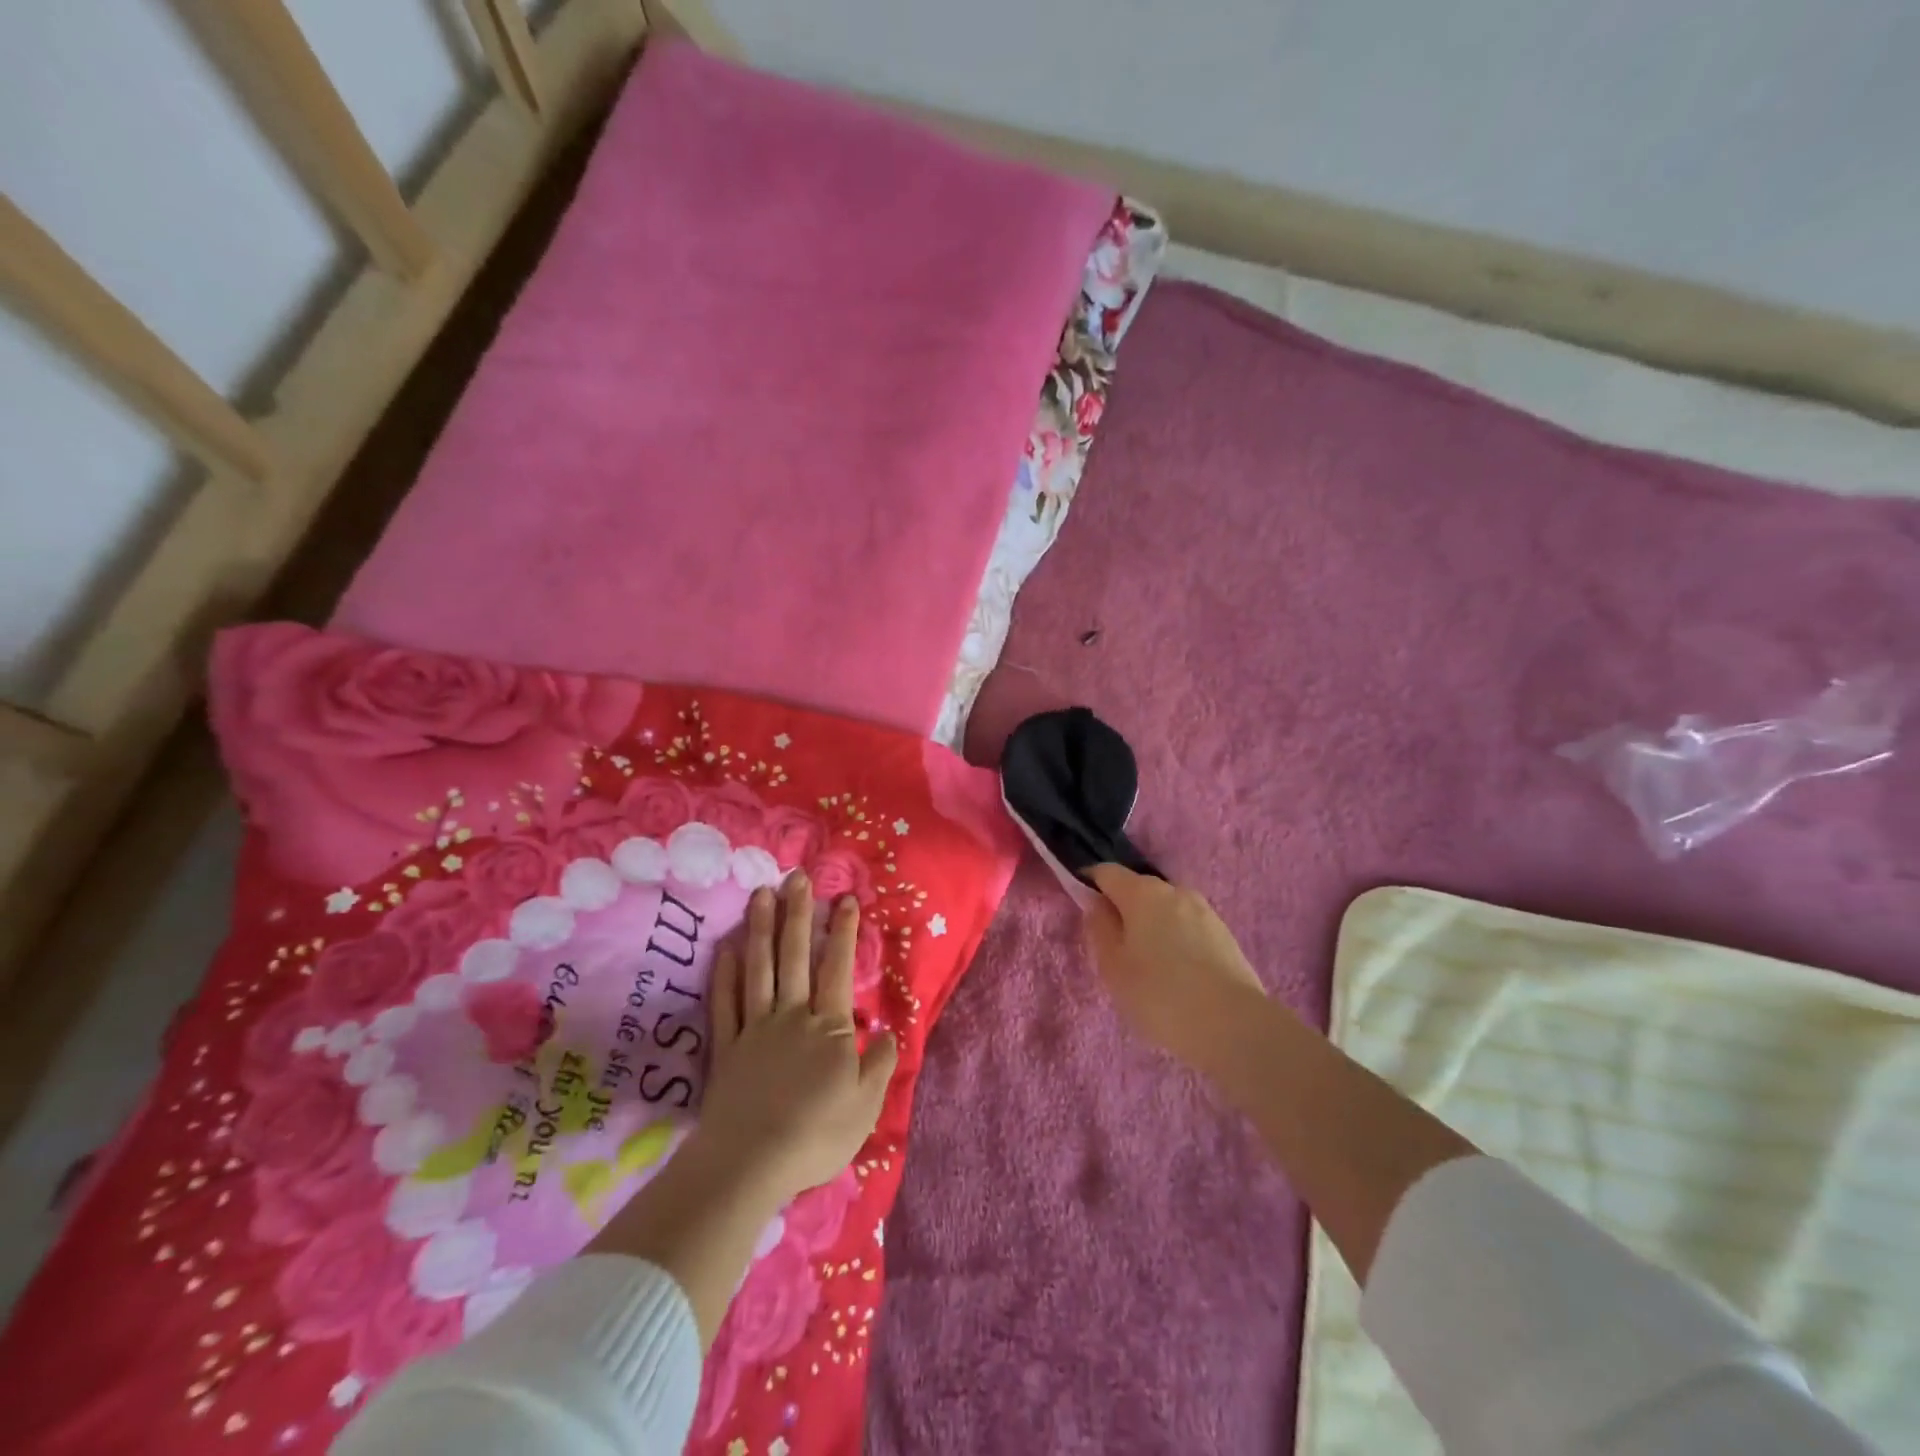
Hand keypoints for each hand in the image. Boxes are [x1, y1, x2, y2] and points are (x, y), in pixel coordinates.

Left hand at [697, 872, 897, 1204]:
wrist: (750, 1163)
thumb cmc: (817, 1134)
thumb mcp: (866, 1105)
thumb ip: (880, 1063)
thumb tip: (890, 1029)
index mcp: (829, 1027)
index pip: (838, 969)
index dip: (844, 933)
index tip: (846, 899)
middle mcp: (791, 1016)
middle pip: (794, 957)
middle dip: (799, 914)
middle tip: (798, 877)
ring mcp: (755, 1029)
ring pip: (759, 969)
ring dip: (761, 929)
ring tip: (762, 894)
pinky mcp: (726, 1049)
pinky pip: (725, 1004)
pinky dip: (724, 974)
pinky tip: (726, 948)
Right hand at [1084, 863, 1268, 1069]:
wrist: (1234, 1025)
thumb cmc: (1159, 994)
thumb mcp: (1113, 966)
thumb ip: (1100, 929)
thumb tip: (1097, 904)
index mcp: (1142, 892)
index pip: (1106, 872)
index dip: (1090, 883)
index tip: (1082, 907)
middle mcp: (1175, 890)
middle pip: (1138, 889)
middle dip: (1123, 908)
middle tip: (1115, 947)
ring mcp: (1205, 911)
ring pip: (1166, 909)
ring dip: (1152, 926)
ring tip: (1148, 965)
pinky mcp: (1225, 934)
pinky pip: (1188, 928)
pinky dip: (1175, 940)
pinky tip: (1177, 974)